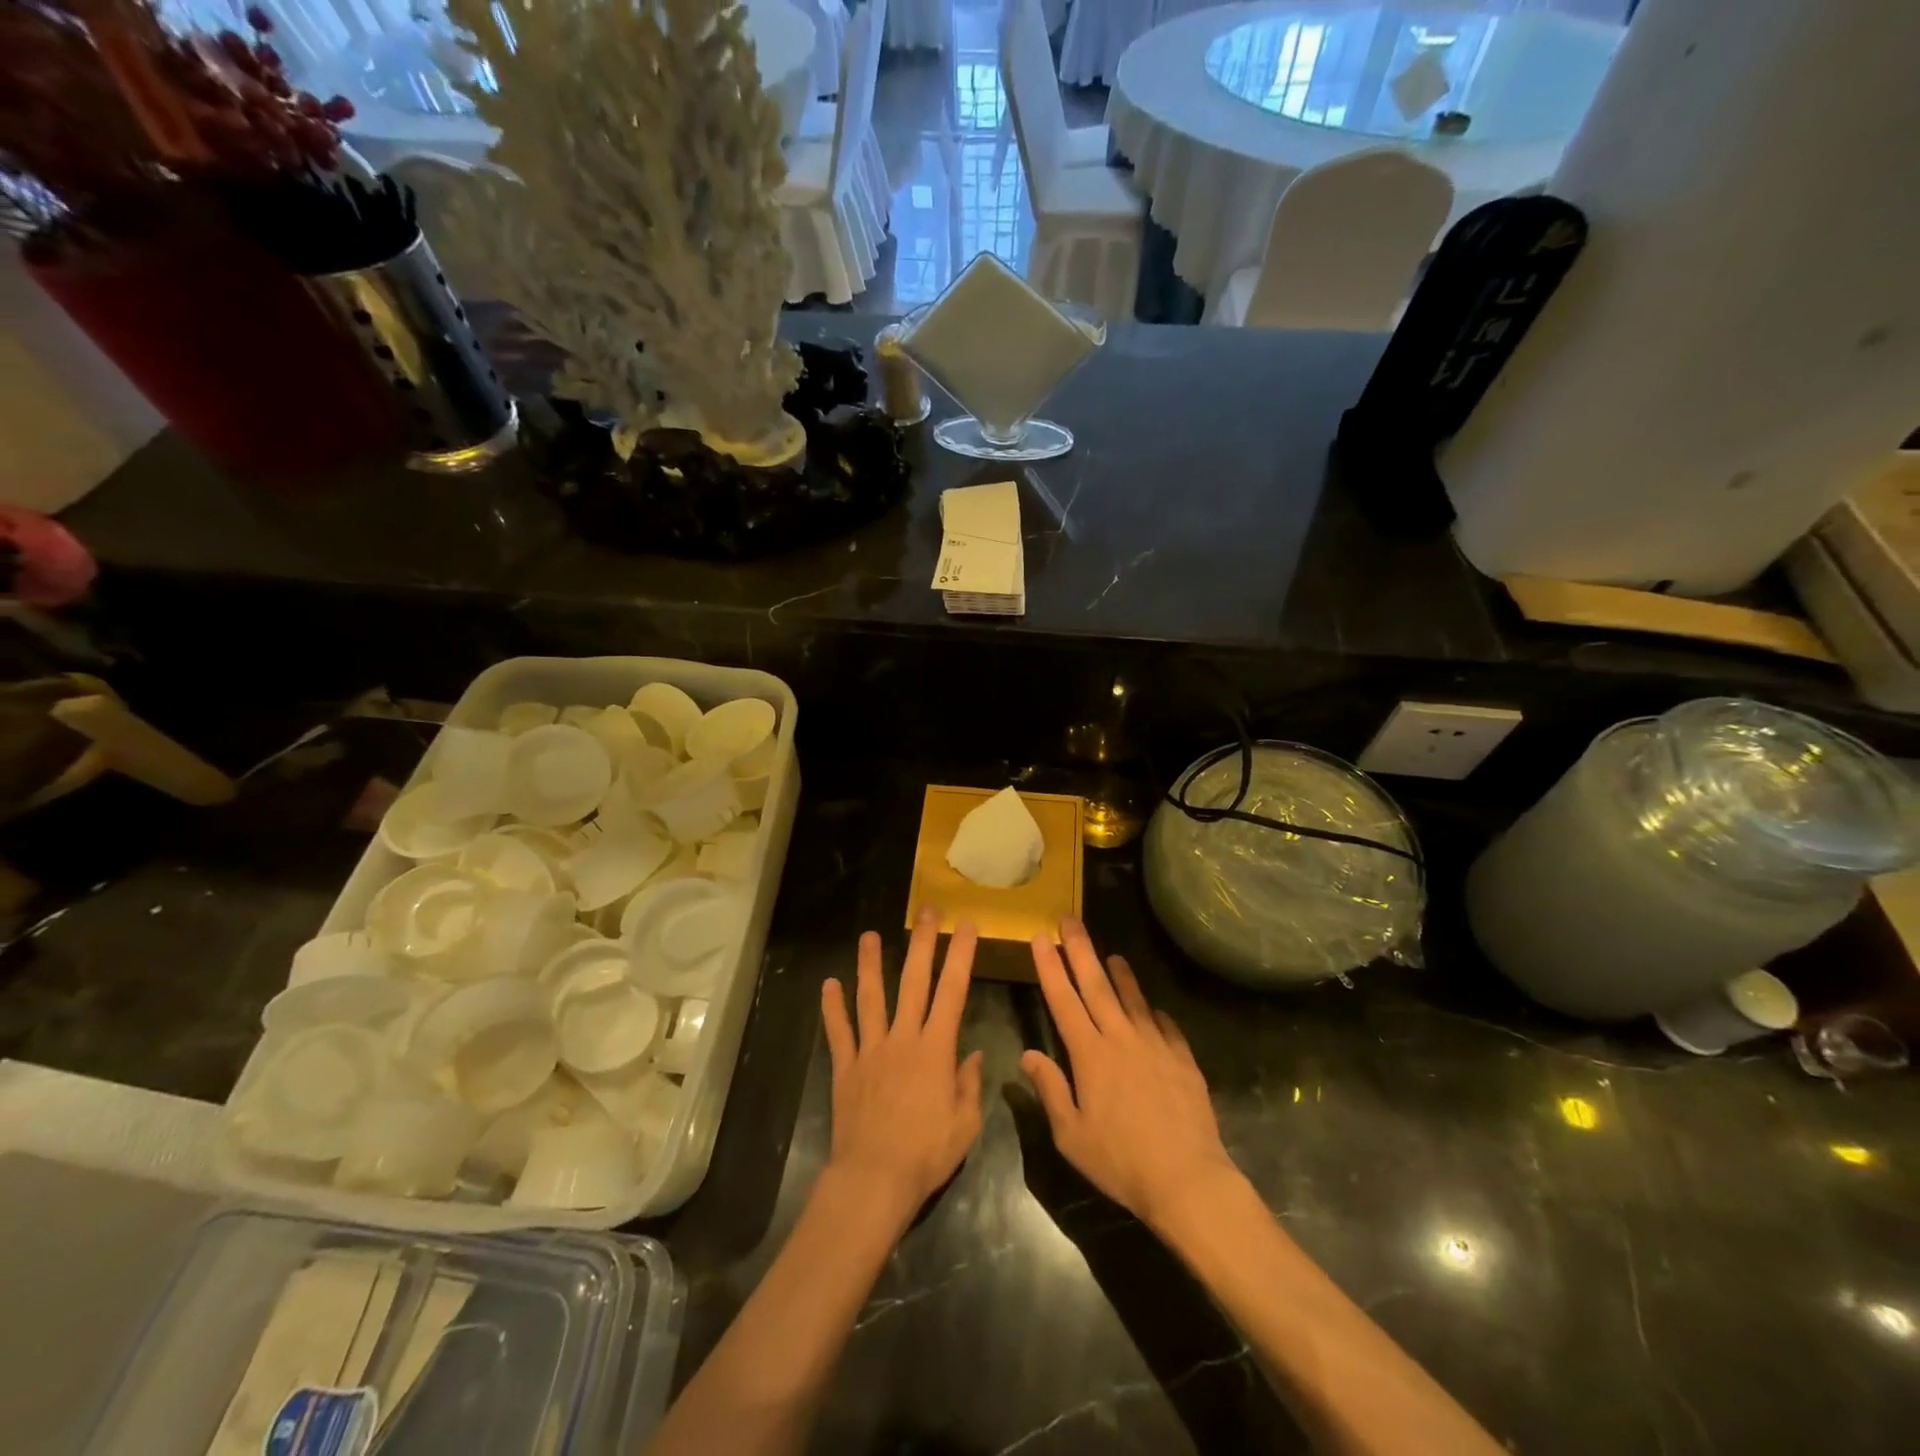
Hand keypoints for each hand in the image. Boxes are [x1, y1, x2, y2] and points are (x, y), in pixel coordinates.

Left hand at [821, 909, 984, 1221]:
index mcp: (936, 1049)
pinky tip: (829, 984)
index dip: (961, 955)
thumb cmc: (926, 1154)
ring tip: (869, 935)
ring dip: (870, 964)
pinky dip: (833, 1008)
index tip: (967, 926)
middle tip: (926, 911)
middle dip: (923, 943)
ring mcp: (871, 1050)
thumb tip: (974, 1055)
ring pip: (871, 998)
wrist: (874, 1180)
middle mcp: (903, 1038)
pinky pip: (839, 1033)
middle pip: (914, 981)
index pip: (953, 991)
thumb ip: (970, 1085)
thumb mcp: (965, 1125)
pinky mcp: (846, 1068)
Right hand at [1022, 918, 1242, 1231]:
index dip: (1050, 967)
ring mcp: (1155, 1045)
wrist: (1187, 1179)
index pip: (1063, 1000)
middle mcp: (1121, 1038)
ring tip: (1112, 954)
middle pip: (1096, 985)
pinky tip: (1153, 1008)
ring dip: (1120, 973)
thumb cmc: (1120, 1162)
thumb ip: (1050, 1090)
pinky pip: (1166, 1025)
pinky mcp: (1182, 1058)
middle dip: (1079, 949)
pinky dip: (1155, 1012)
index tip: (1040, 938)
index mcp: (1090, 1055)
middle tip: (1069, 919)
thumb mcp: (1071, 1135)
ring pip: (1133, 999)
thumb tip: (1028, 1055)